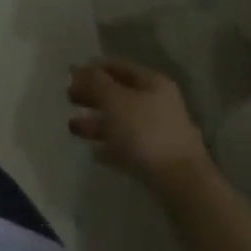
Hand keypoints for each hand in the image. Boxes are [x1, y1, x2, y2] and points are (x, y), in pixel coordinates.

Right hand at [67, 59, 209, 190]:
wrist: (182, 184)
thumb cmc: (145, 131)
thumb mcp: (114, 99)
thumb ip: (94, 81)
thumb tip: (79, 68)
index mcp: (151, 83)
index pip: (117, 66)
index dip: (92, 68)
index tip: (70, 75)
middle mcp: (157, 103)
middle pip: (118, 93)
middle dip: (92, 95)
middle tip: (69, 98)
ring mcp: (158, 132)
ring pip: (120, 121)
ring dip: (95, 122)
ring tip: (72, 127)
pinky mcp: (156, 159)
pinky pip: (127, 145)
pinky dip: (109, 145)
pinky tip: (93, 151)